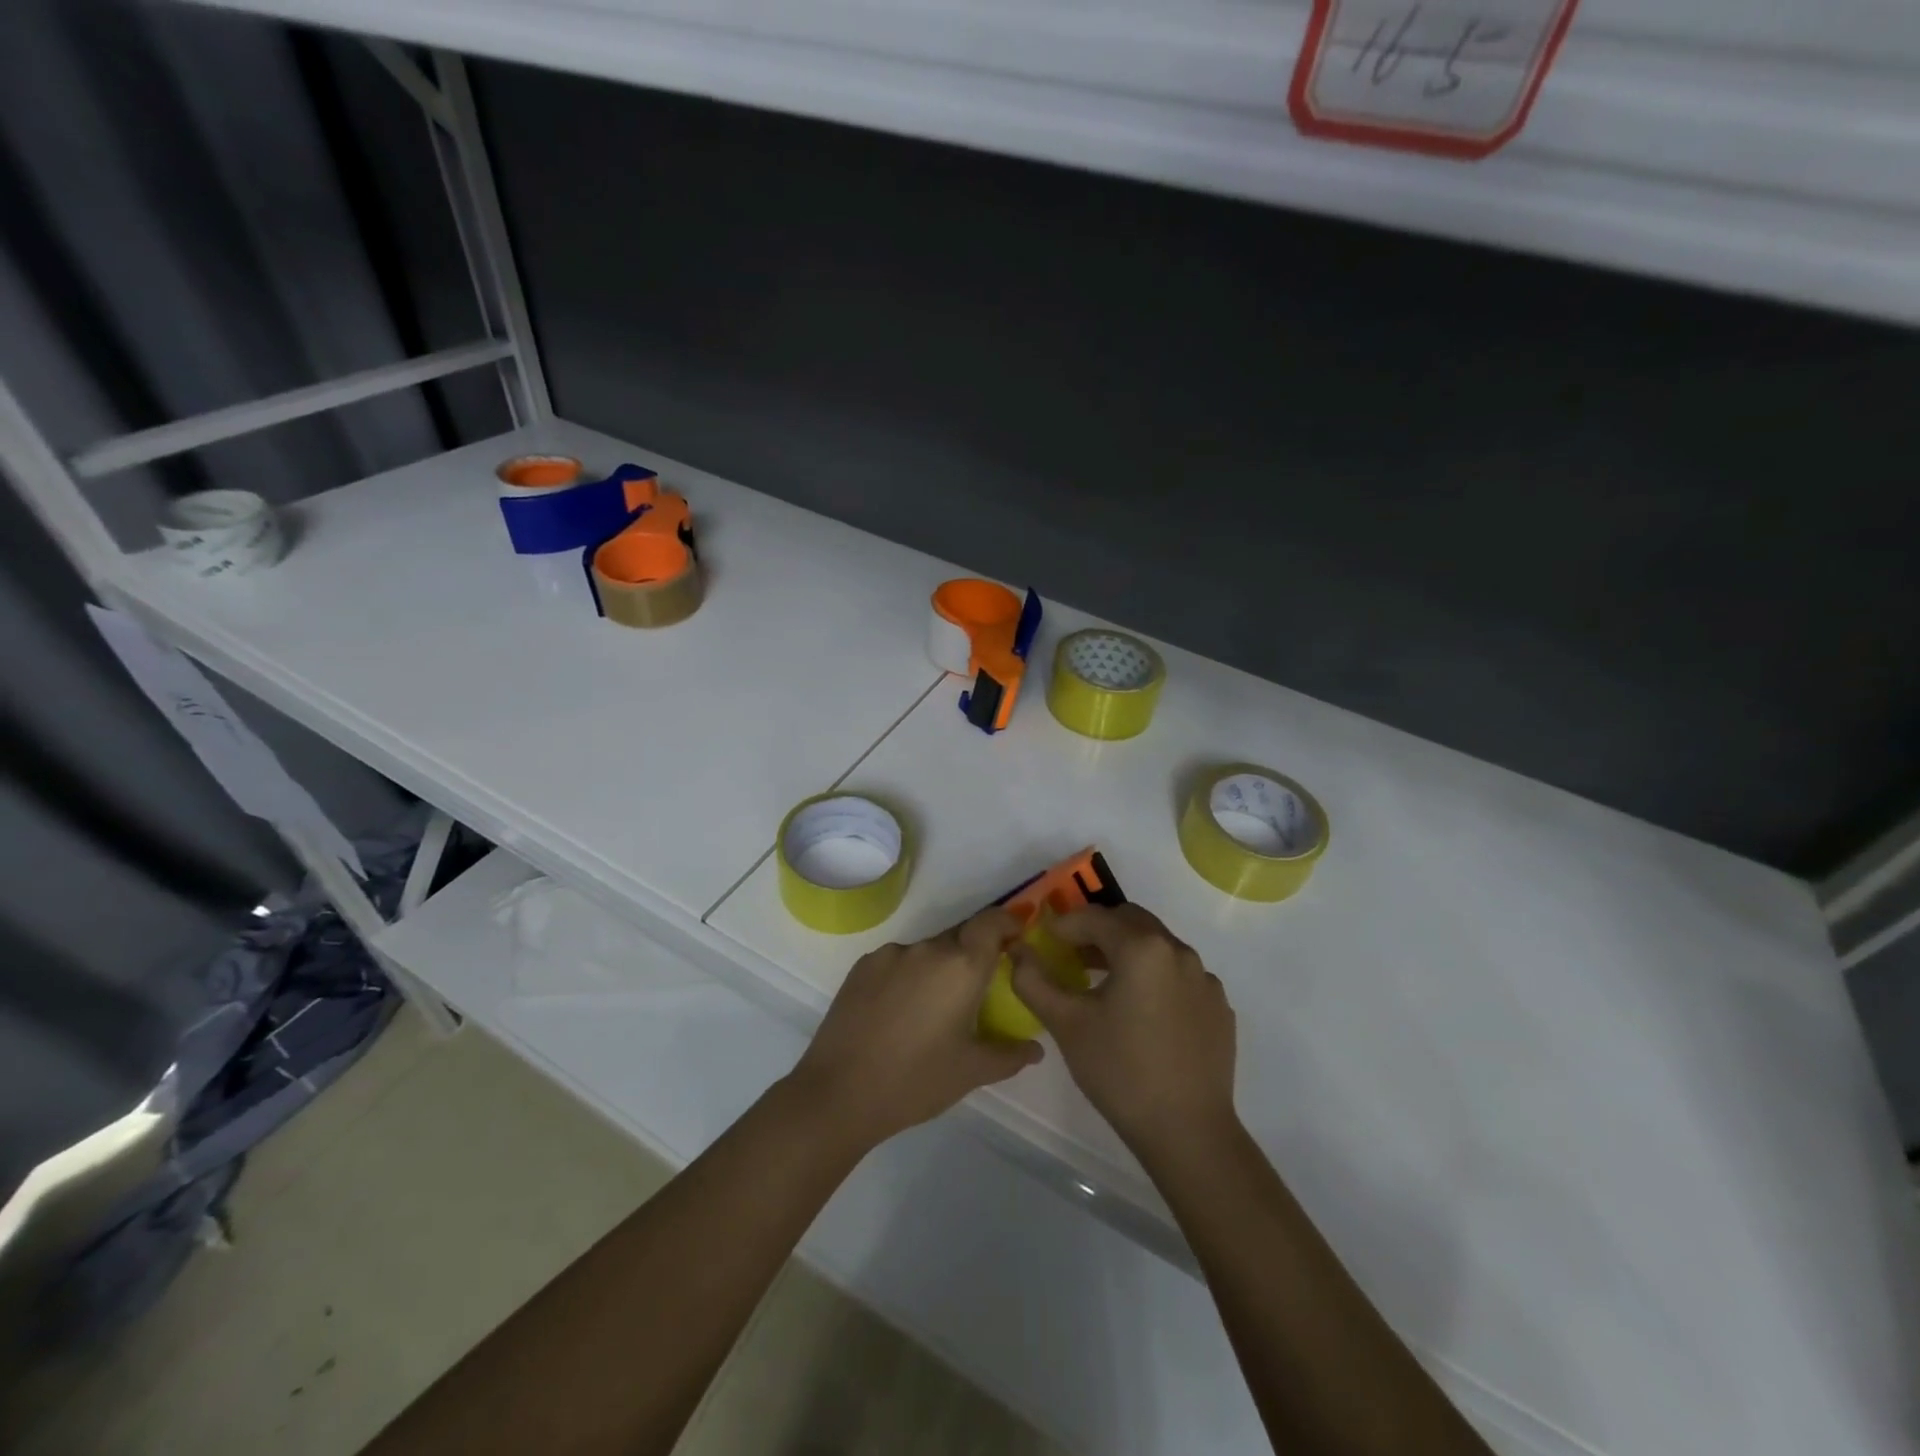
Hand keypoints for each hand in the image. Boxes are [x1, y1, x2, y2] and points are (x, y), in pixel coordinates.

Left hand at [784, 908, 1041, 1153]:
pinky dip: (908, 976)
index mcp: (961, 966)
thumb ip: (1009, 1054)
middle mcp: (928, 949)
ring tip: (933, 1009)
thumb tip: (1036, 1048)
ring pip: (927, 950)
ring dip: (938, 968)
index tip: (1016, 936)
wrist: (839, 1093)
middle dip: (973, 954)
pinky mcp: (862, 966)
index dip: (1008, 922)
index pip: (992, 922)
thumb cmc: (916, 1081)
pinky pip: (898, 961)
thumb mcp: (971, 1072)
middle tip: (977, 988)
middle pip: (960, 936)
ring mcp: (891, 954)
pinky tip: (900, 1012)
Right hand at [1010, 903, 1236, 1155]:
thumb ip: (1033, 980)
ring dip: (1127, 951)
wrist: (1188, 1131)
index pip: (1094, 917)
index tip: (1046, 939)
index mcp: (1142, 948)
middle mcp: (1178, 951)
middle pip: (1130, 921)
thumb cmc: (1120, 1072)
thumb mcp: (1065, 1023)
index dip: (1065, 924)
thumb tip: (1019, 951)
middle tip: (1072, 954)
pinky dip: (1155, 977)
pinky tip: (1141, 1012)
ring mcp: (1204, 978)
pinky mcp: (1218, 1006)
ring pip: (1157, 946)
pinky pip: (1179, 975)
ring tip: (1102, 982)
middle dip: (1098, 930)